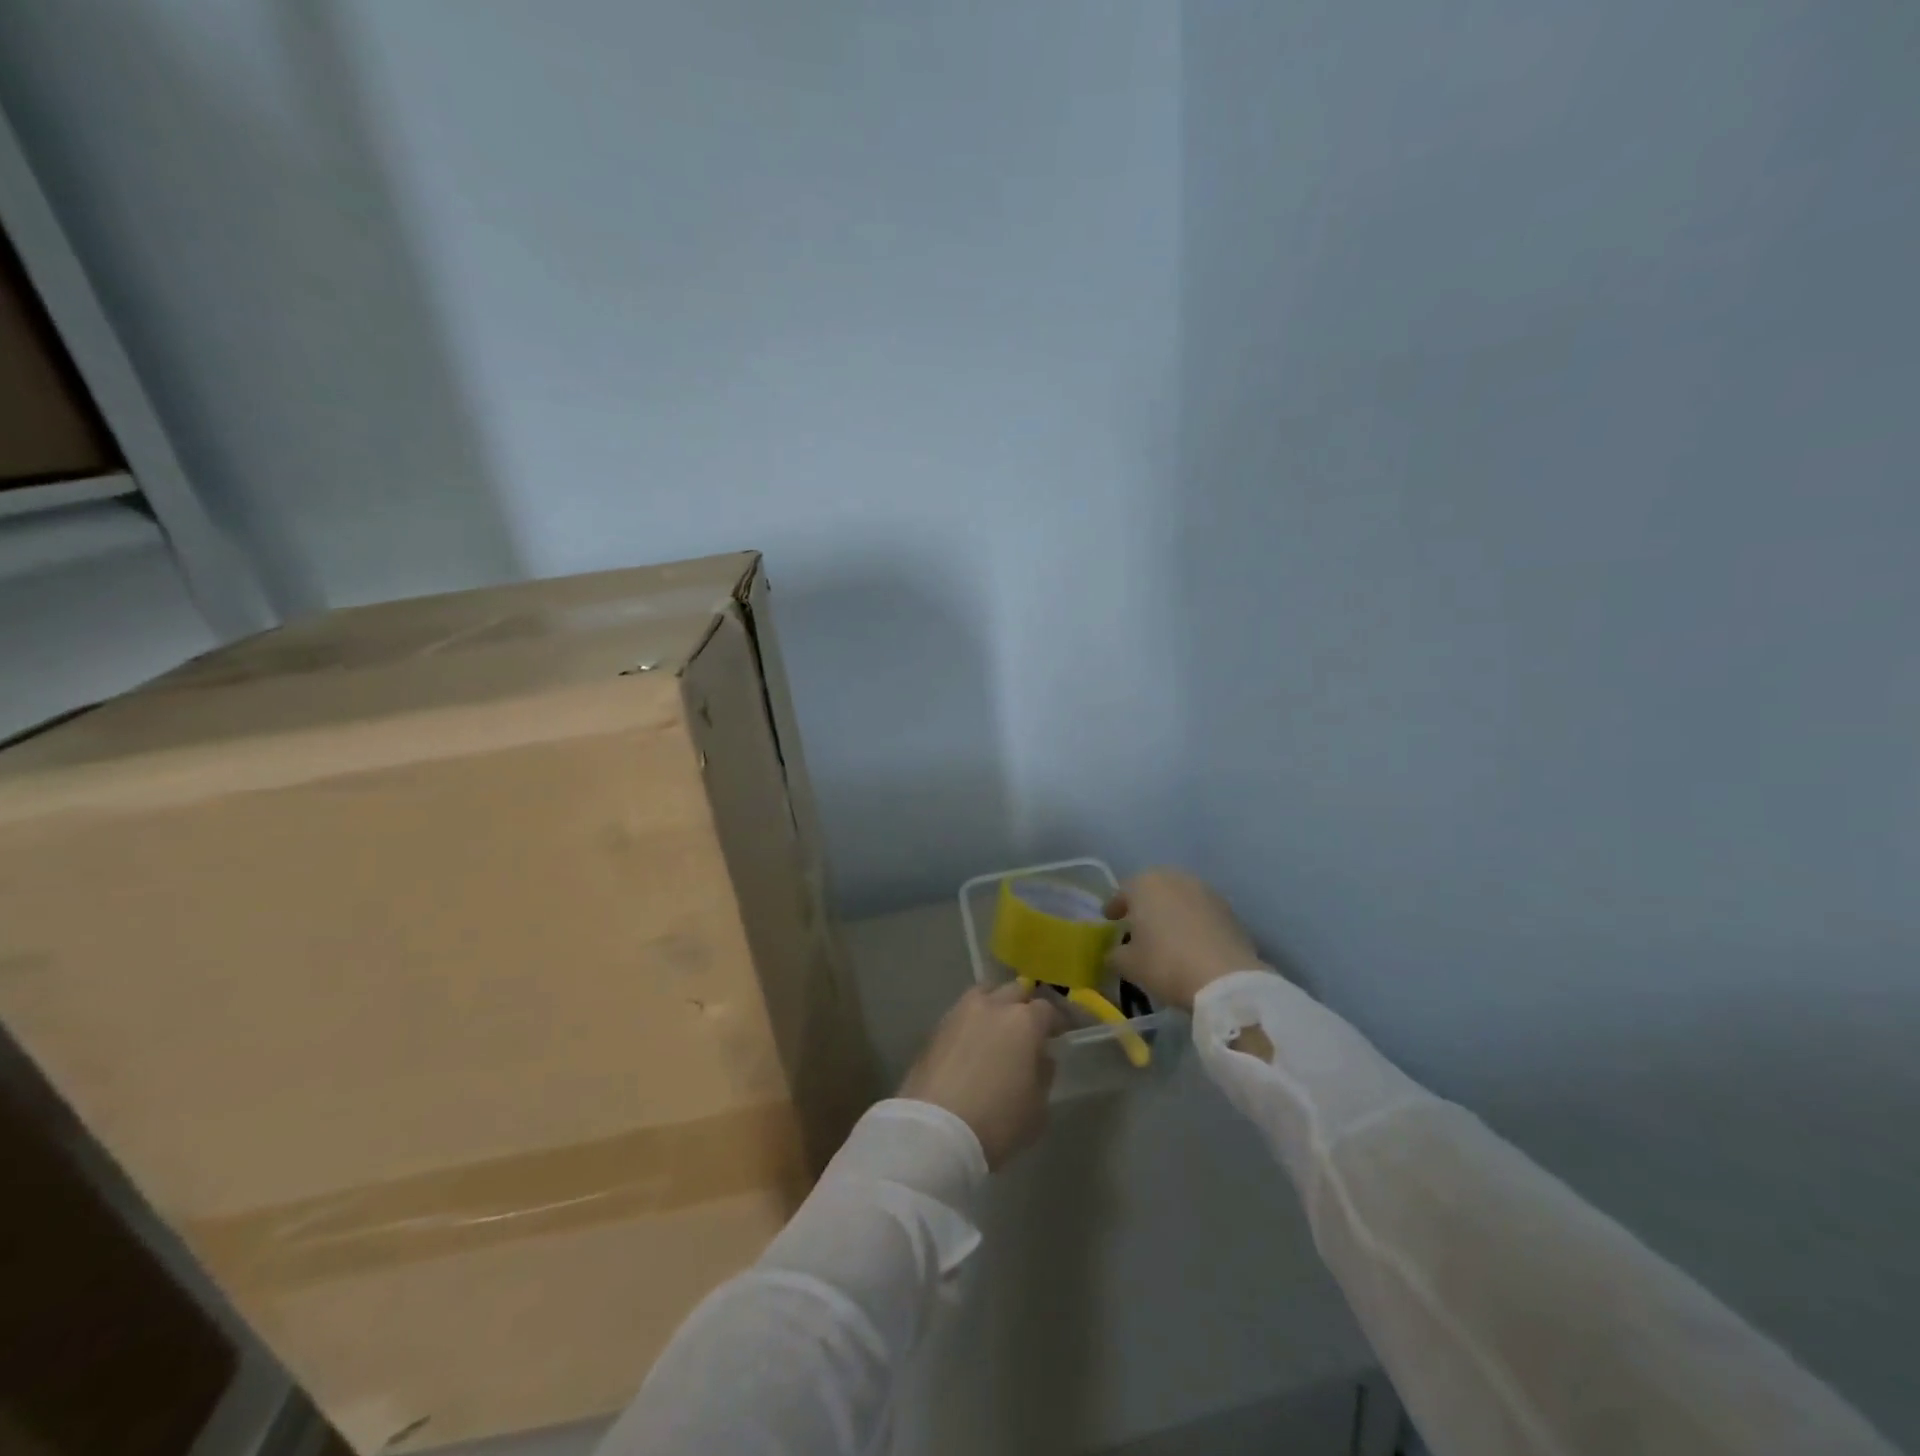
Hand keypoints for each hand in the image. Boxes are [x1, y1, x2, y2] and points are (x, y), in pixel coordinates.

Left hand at [900, 983, 1063, 1168]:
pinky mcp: (936, 1027)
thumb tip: (1041, 1058)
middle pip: (1015, 991)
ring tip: (997, 1029)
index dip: (1056, 1021)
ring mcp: (961, 1012)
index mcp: (1024, 1021)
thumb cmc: (996, 1121)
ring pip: (984, 994)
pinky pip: (962, 1014)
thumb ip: (1044, 1075)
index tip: (1059, 1035)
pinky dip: (971, 1022)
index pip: (1048, 1009)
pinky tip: (972, 1043)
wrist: (934, 1130)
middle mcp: (993, 1006)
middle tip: (1029, 1028)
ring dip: (995, 1005)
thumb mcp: (1037, 1108)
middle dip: (1025, 1005)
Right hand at [1106, 867, 1262, 1011]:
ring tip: (1166, 933)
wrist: (1225, 979)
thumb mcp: (1128, 965)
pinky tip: (1191, 941)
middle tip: (1137, 925)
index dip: (1114, 908)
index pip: (1122, 892)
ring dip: (1170, 911)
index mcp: (1144, 884)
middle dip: (1144, 905)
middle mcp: (1175, 878)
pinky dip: (1193, 921)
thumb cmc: (1165, 963)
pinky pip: (1201, 911)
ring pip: (1179, 897)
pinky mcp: (1228, 908)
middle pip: (1153, 889)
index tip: (1110, 921)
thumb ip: (1115, 954)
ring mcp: (1205, 890)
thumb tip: (1115, 952)